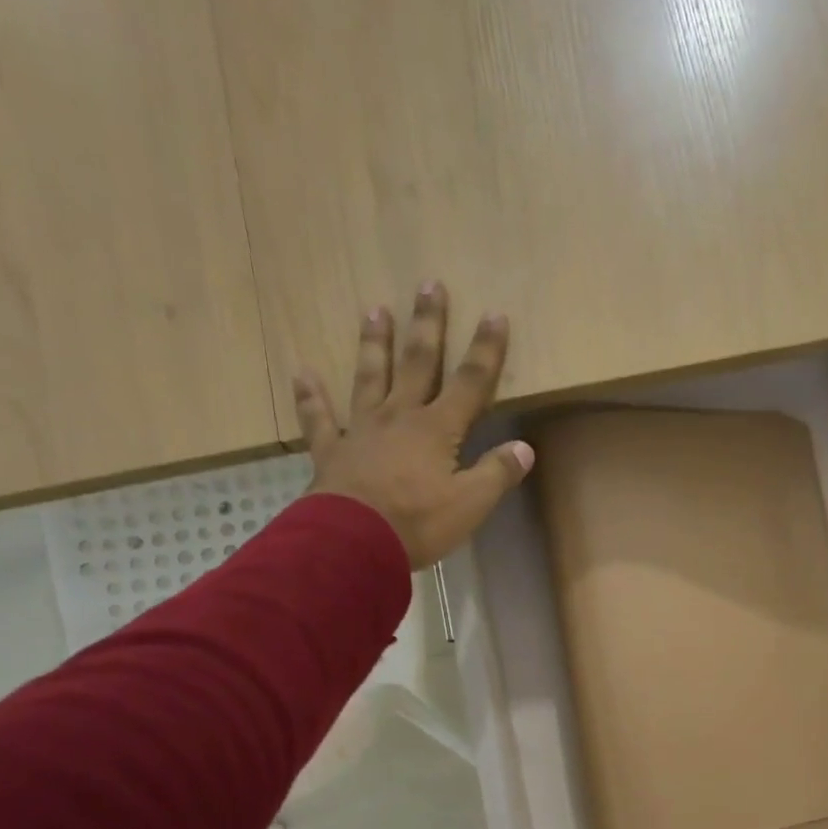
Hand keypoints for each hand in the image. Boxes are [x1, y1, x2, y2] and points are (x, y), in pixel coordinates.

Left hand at [296, 282, 533, 568]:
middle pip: (416, 363)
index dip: (485, 351)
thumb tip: (525, 448)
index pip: (469, 382)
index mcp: (437, 429)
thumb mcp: (471, 505)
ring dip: (374, 345)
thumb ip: (497, 474)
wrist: (353, 543)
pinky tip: (302, 372)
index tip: (494, 315)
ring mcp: (360, 430)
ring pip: (369, 378)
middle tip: (429, 285)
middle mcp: (399, 417)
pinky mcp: (331, 451)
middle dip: (427, 325)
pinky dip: (311, 396)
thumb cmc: (418, 523)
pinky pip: (318, 419)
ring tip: (375, 310)